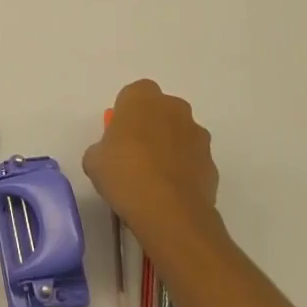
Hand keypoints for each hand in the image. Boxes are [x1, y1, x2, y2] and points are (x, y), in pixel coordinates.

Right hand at [82, 79, 220, 249]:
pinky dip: (183, 171)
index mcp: (142, 98)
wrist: (169, 212)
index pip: (133, 95)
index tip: (118, 137)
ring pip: (179, 135)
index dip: (125, 115)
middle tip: (134, 155)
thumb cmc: (124, 174)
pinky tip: (169, 194)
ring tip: (153, 180)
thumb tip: (111, 156)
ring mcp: (198, 135)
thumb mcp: (94, 160)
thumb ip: (103, 148)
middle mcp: (174, 108)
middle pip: (160, 111)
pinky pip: (192, 160)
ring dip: (169, 148)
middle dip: (150, 127)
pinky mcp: (212, 163)